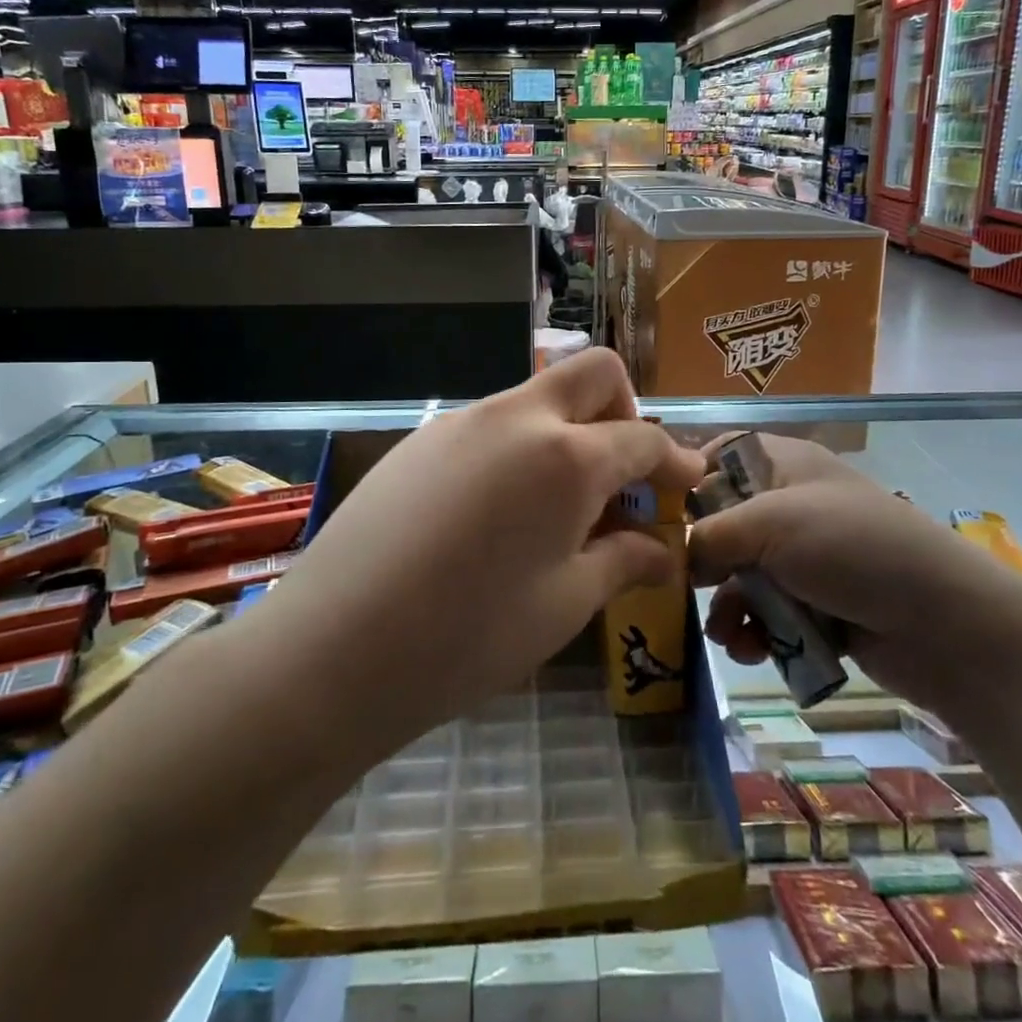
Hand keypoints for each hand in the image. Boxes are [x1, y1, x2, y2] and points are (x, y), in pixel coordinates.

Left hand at [269, 349, 705, 748]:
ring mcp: (462, 421)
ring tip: (558, 507)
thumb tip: (663, 551)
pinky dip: (519, 449)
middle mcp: (517, 417)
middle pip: (593, 373)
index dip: (674, 460)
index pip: (641, 438)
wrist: (333, 648)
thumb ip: (622, 562)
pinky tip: (497, 512)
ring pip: (537, 397)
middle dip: (624, 410)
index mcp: (566, 456)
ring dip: (568, 432)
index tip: (687, 482)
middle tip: (623, 473)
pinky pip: (490, 425)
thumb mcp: (563, 604)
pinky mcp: (421, 439)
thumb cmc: (469, 636)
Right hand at [689, 434, 1018, 710]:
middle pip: (724, 523)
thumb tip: (675, 554)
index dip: (688, 482)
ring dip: (728, 607)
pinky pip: (769, 613)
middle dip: (702, 561)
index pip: (721, 457)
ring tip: (726, 635)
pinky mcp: (819, 604)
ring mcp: (807, 557)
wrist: (945, 623)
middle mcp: (791, 505)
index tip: (658, 518)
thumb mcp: (772, 524)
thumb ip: (711, 534)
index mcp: (784, 464)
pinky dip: (756, 632)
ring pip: (743, 576)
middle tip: (680, 588)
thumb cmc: (852, 548)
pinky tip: (752, 651)